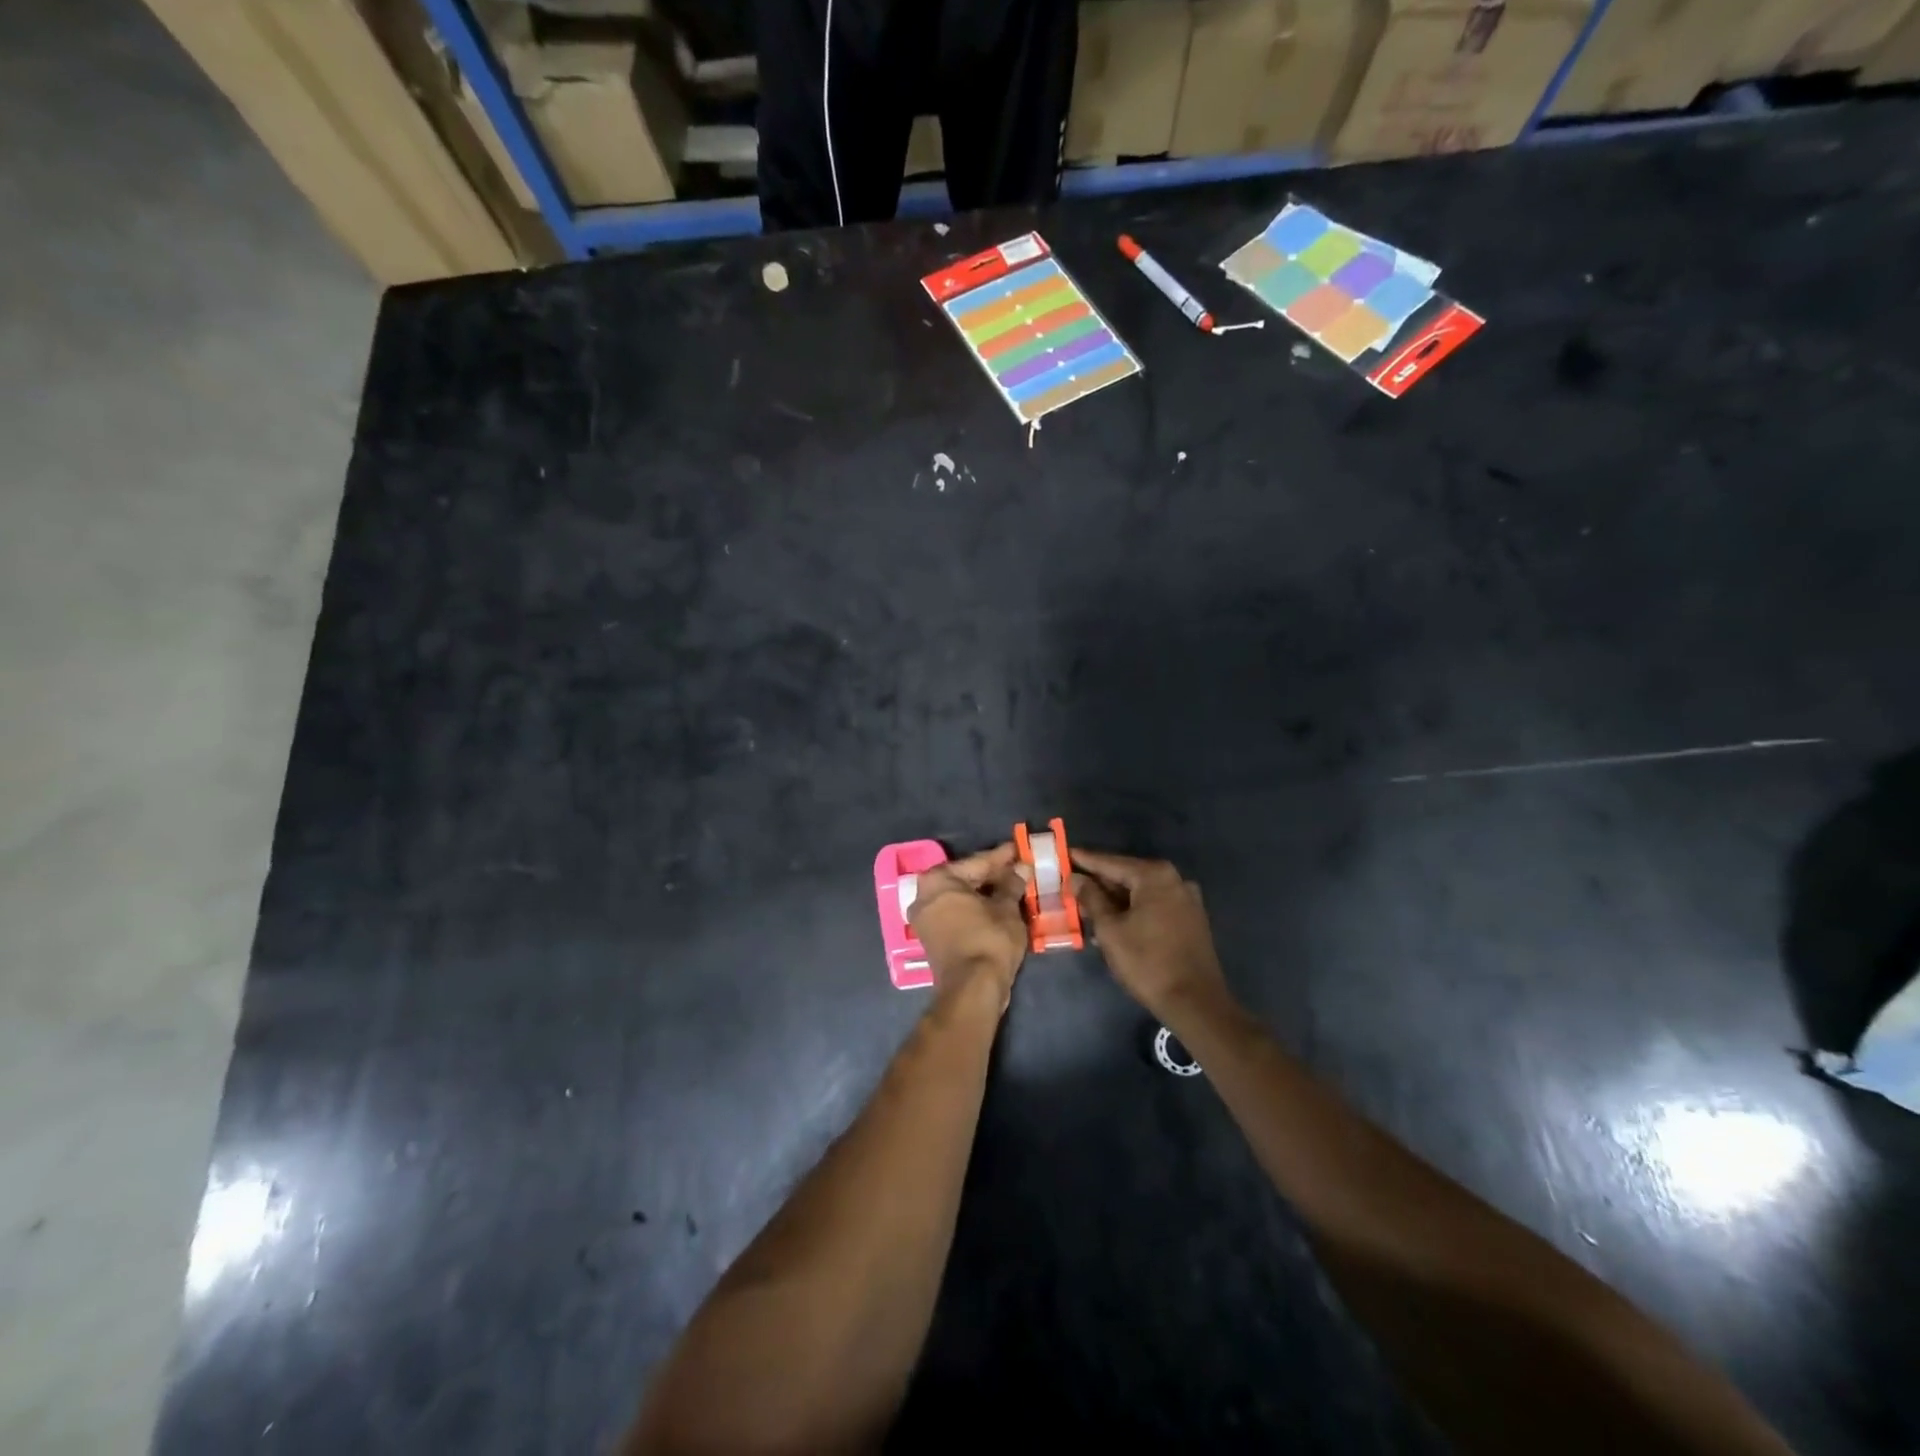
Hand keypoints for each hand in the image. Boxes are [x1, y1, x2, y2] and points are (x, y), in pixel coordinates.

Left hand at [907, 844, 1028, 1013]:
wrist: (972, 989)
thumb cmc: (989, 940)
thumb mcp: (1006, 908)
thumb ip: (1012, 885)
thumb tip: (1021, 869)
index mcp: (938, 880)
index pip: (976, 862)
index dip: (1002, 856)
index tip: (1019, 848)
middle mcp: (924, 895)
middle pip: (966, 879)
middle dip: (993, 875)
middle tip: (1019, 868)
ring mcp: (925, 919)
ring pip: (962, 898)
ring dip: (986, 894)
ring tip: (1013, 887)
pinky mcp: (932, 939)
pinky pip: (958, 914)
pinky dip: (976, 910)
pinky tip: (998, 908)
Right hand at [1072, 849, 1232, 1022]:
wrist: (1195, 1002)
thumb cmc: (1147, 962)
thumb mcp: (1110, 929)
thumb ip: (1091, 899)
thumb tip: (1076, 879)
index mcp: (1154, 876)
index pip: (1111, 862)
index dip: (1085, 860)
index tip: (1065, 854)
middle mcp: (1175, 880)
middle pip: (1128, 875)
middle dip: (1100, 883)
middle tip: (1072, 885)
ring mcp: (1186, 899)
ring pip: (1141, 892)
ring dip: (1115, 900)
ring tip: (1087, 908)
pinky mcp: (1191, 919)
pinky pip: (1155, 905)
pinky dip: (1134, 910)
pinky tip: (1114, 923)